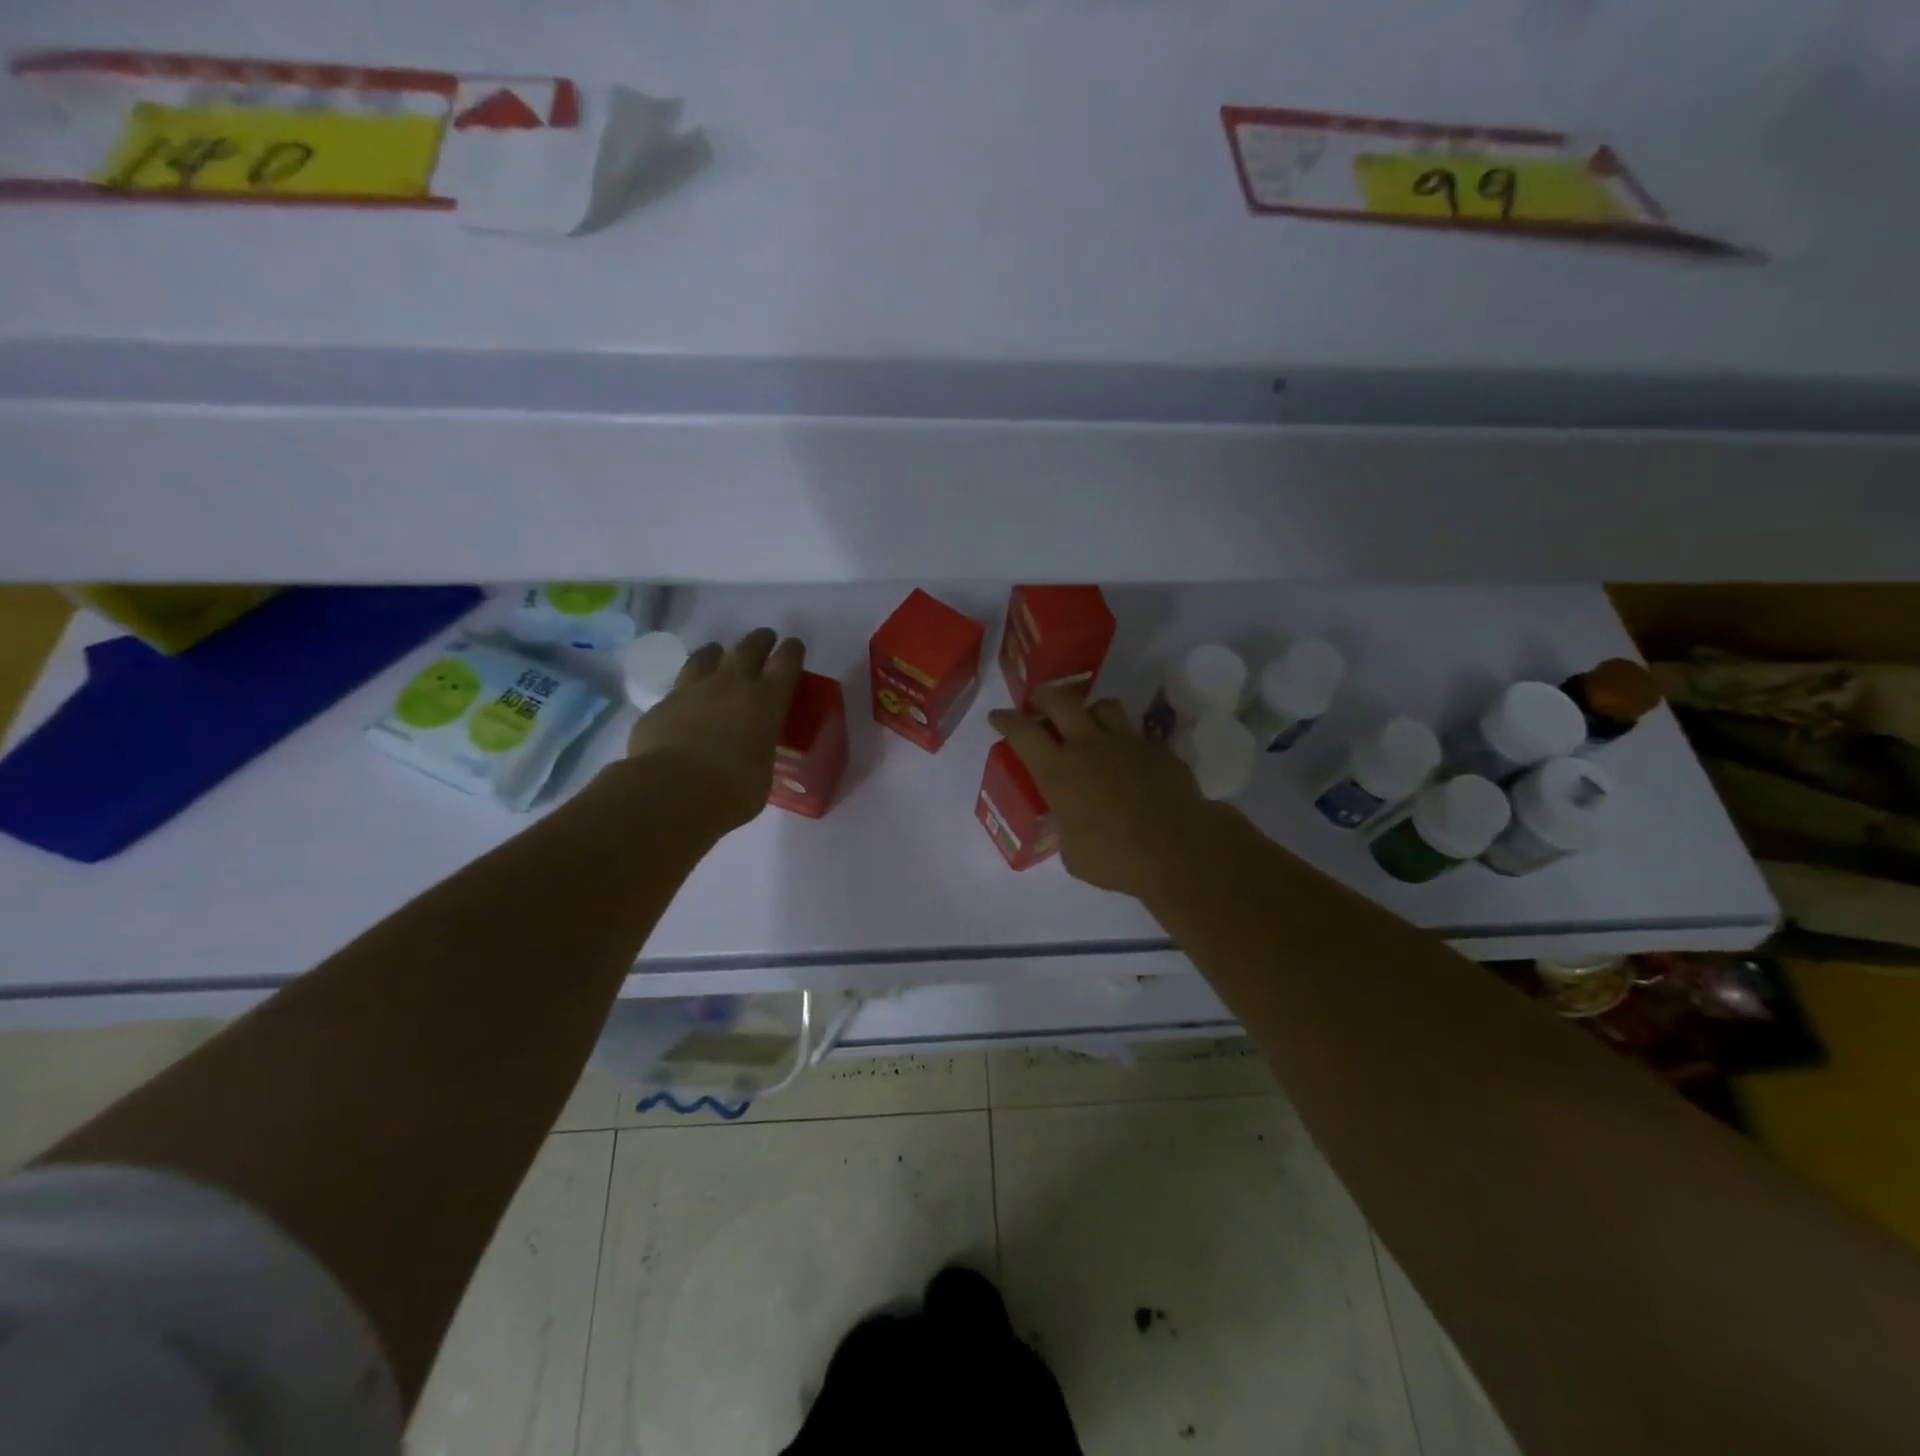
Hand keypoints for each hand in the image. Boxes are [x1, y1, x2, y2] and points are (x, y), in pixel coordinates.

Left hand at [624, 628, 805, 830]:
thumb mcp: (762, 773)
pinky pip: (677, 689)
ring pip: (706, 657)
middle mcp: (731, 685)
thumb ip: (758, 753)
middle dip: (759, 641)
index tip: (794, 646)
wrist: (671, 791)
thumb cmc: (733, 789)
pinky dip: (685, 691)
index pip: (786, 663)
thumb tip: (750, 754)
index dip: (792, 652)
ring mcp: (691, 691)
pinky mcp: (660, 705)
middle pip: (748, 648)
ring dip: (716, 653)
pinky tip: (684, 702)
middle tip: (764, 638)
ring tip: (718, 654)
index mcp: (766, 701)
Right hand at [988, 686, 1231, 900]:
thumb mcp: (1072, 853)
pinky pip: (1137, 734)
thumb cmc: (1114, 857)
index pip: (1023, 732)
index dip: (1006, 720)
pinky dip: (1127, 741)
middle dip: (1045, 696)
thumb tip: (1074, 827)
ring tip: (1089, 723)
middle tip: (1039, 701)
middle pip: (1061, 701)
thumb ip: (1068, 829)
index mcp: (1058, 770)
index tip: (997, 716)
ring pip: (1104, 706)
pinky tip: (1129, 758)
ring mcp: (1127, 743)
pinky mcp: (1158, 750)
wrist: (1178, 849)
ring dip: (1091, 711)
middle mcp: (1088, 746)